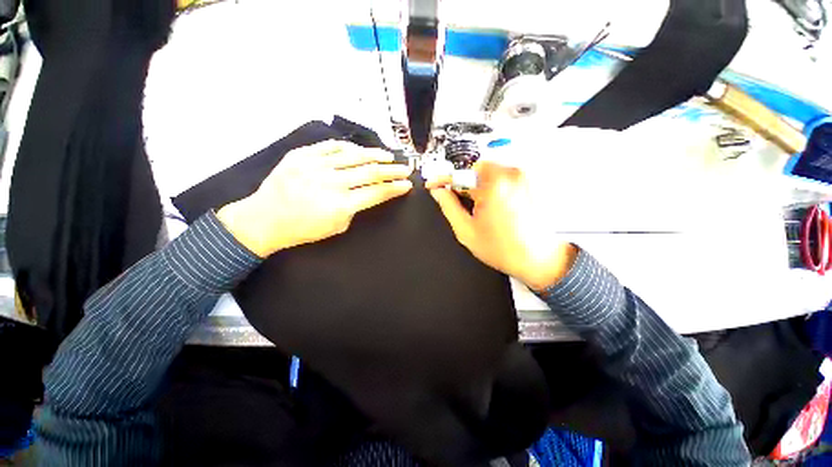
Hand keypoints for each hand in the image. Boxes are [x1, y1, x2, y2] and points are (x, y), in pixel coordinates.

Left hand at [217, 140, 412, 256]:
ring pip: (354, 155)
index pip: (376, 193)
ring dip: (376, 155)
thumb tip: (367, 193)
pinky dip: (349, 148)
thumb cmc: (302, 229)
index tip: (406, 185)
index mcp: (340, 205)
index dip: (394, 188)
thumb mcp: (336, 227)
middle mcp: (331, 183)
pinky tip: (360, 150)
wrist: (265, 219)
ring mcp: (315, 166)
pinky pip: (332, 147)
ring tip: (389, 157)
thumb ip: (355, 209)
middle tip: (405, 169)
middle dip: (392, 171)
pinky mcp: (302, 155)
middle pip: (370, 172)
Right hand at [427, 161, 577, 291]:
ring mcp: (521, 178)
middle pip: (475, 170)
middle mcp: (510, 176)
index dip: (442, 180)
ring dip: (479, 186)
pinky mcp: (527, 183)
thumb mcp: (467, 230)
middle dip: (464, 185)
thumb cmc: (505, 249)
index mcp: (492, 186)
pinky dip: (492, 188)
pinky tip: (493, 208)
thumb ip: (449, 207)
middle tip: (463, 203)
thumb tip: (439, 193)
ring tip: (481, 210)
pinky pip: (501, 178)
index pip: (459, 174)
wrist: (537, 258)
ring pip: (488, 173)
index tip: (434, 184)